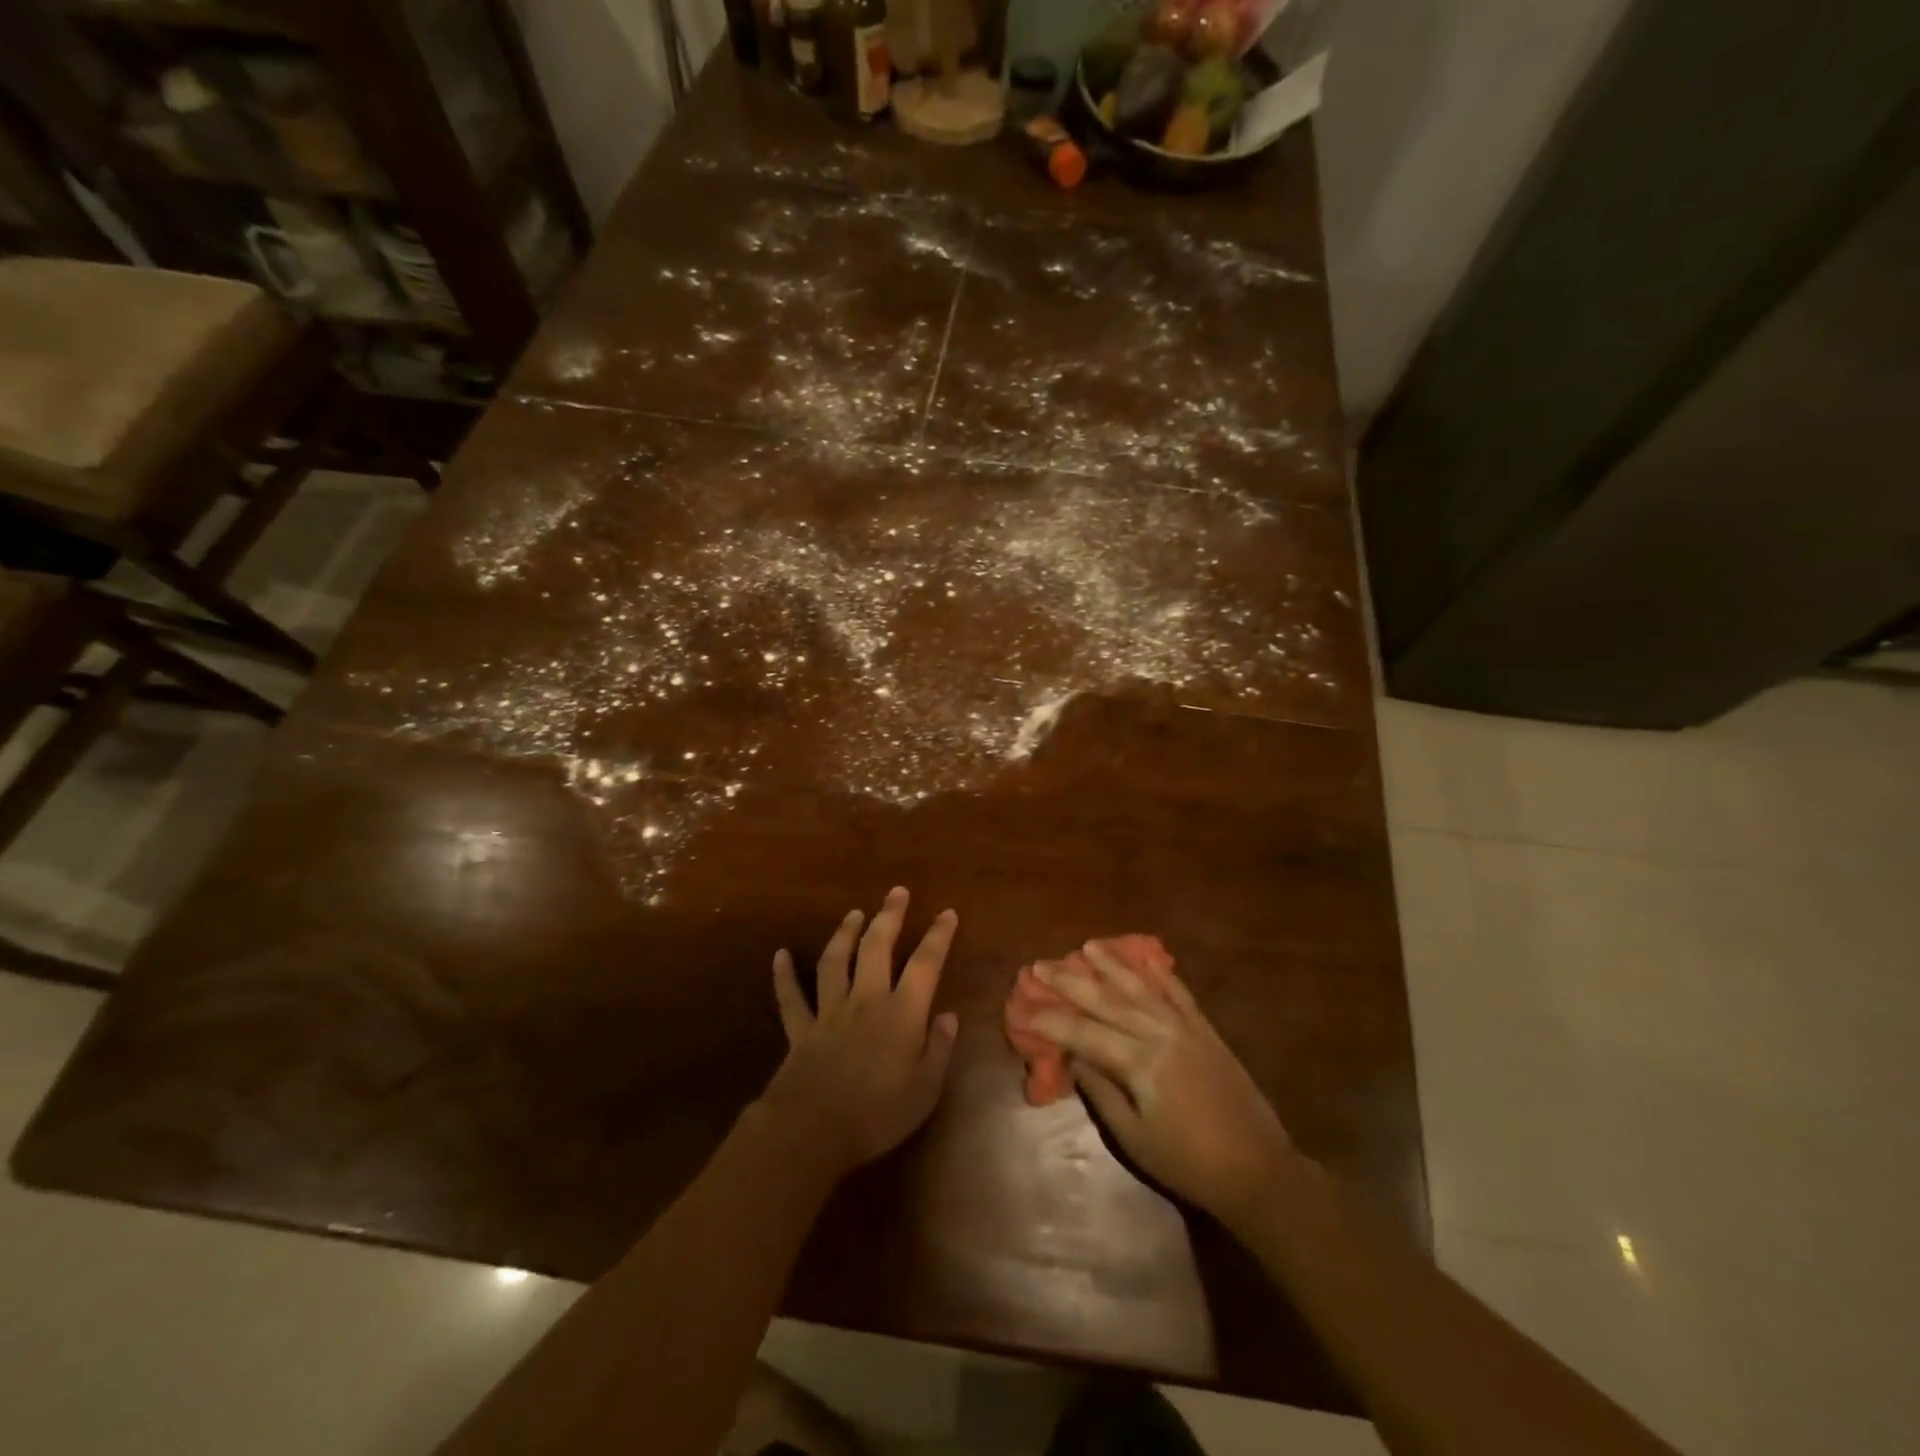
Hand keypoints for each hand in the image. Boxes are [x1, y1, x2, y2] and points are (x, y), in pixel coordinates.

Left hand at [760, 887, 959, 1176]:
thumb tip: (949, 1015)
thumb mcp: (926, 1088)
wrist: (814, 1131)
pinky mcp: (801, 1029)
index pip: (925, 963)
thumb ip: (939, 1048)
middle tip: (897, 892)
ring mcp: (829, 1011)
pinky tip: (780, 955)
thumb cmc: (879, 1113)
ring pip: (836, 961)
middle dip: (889, 916)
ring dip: (845, 934)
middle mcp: (866, 1000)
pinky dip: (784, 975)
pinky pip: (790, 997)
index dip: (938, 936)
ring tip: (854, 913)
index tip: (947, 913)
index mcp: (901, 1013)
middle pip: (877, 947)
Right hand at [1012, 942, 1296, 1224]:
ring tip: (1086, 946)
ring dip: (1111, 964)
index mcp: (1140, 1063)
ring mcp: (1186, 1026)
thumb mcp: (1133, 1138)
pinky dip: (1158, 972)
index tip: (1024, 1009)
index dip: (1051, 1021)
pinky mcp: (1205, 1029)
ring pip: (1140, 986)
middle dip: (1070, 980)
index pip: (1084, 1032)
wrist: (1257, 1169)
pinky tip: (1143, 959)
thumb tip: (1074, 1056)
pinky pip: (1178, 991)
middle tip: (1040, 964)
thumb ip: (1101, 1091)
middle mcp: (1160, 1033)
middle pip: (1107, 999)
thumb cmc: (1187, 1163)